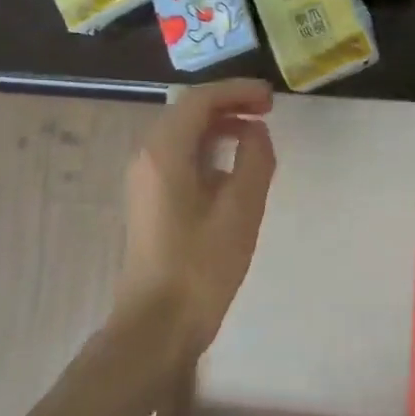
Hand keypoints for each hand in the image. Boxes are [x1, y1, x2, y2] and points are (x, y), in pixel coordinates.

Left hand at [117, 79, 276, 364]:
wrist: (156, 324)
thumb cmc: (201, 266)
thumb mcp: (241, 210)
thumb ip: (254, 160)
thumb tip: (255, 132)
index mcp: (165, 152)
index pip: (199, 100)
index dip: (236, 91)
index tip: (270, 98)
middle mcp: (147, 156)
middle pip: (187, 112)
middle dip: (227, 105)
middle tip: (266, 111)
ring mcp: (143, 179)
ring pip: (182, 135)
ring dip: (217, 127)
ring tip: (254, 135)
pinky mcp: (148, 200)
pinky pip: (177, 158)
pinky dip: (206, 150)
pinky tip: (231, 169)